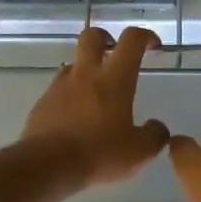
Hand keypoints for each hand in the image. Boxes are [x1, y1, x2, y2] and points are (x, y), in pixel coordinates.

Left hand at [21, 26, 170, 187]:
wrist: (47, 165)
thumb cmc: (98, 153)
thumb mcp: (138, 152)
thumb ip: (154, 136)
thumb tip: (157, 127)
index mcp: (114, 78)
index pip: (132, 40)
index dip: (145, 36)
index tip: (153, 46)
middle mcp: (85, 74)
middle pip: (92, 36)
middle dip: (106, 38)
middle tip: (115, 53)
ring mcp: (60, 86)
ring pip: (73, 63)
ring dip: (86, 70)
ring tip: (96, 94)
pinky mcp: (42, 102)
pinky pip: (59, 89)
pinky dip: (70, 95)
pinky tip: (75, 117)